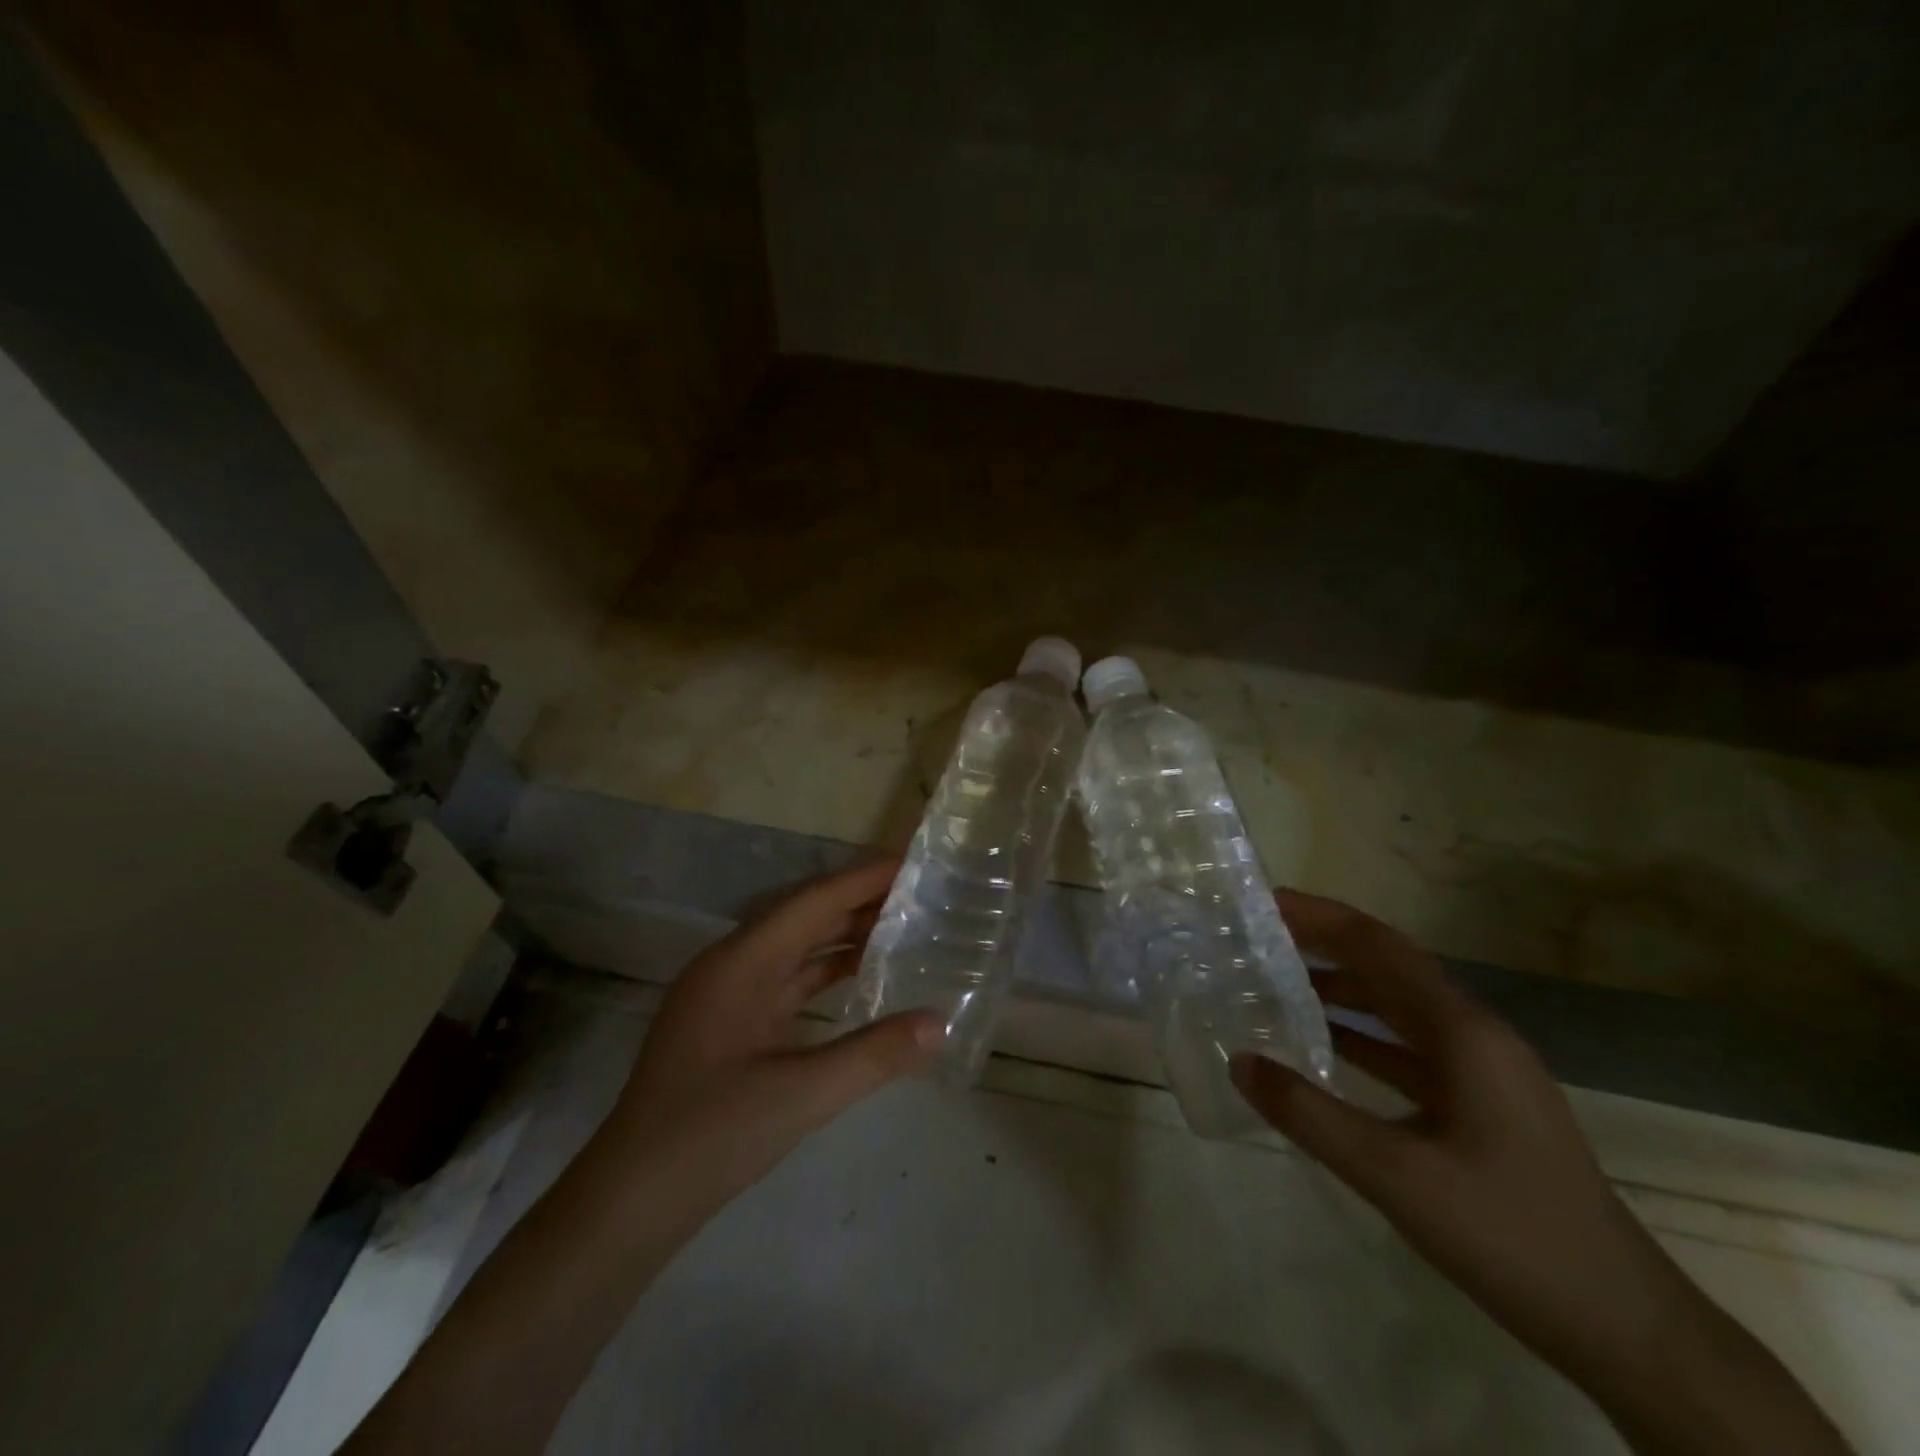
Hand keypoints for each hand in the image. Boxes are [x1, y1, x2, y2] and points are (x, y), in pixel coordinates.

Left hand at [604, 858, 942, 1199]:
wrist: (631, 1200)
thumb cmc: (711, 1136)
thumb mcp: (801, 1095)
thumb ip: (874, 1055)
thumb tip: (939, 1022)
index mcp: (740, 963)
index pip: (812, 902)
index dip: (863, 879)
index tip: (911, 862)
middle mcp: (731, 965)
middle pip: (804, 918)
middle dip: (859, 903)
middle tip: (919, 893)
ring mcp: (727, 995)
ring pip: (795, 949)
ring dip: (844, 936)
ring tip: (902, 926)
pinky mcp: (731, 1024)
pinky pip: (787, 980)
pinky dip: (825, 972)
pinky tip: (861, 975)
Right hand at [1231, 891, 1849, 1454]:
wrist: (1626, 1330)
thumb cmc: (1512, 1236)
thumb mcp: (1395, 1176)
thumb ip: (1310, 1115)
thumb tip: (1239, 1062)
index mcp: (1464, 1032)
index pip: (1379, 947)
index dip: (1320, 917)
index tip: (1264, 902)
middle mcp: (1474, 1036)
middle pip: (1388, 967)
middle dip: (1323, 944)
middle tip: (1256, 936)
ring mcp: (1481, 1071)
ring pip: (1397, 1007)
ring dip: (1339, 988)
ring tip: (1274, 982)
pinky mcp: (1479, 1105)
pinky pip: (1407, 1049)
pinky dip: (1360, 1036)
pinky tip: (1320, 1046)